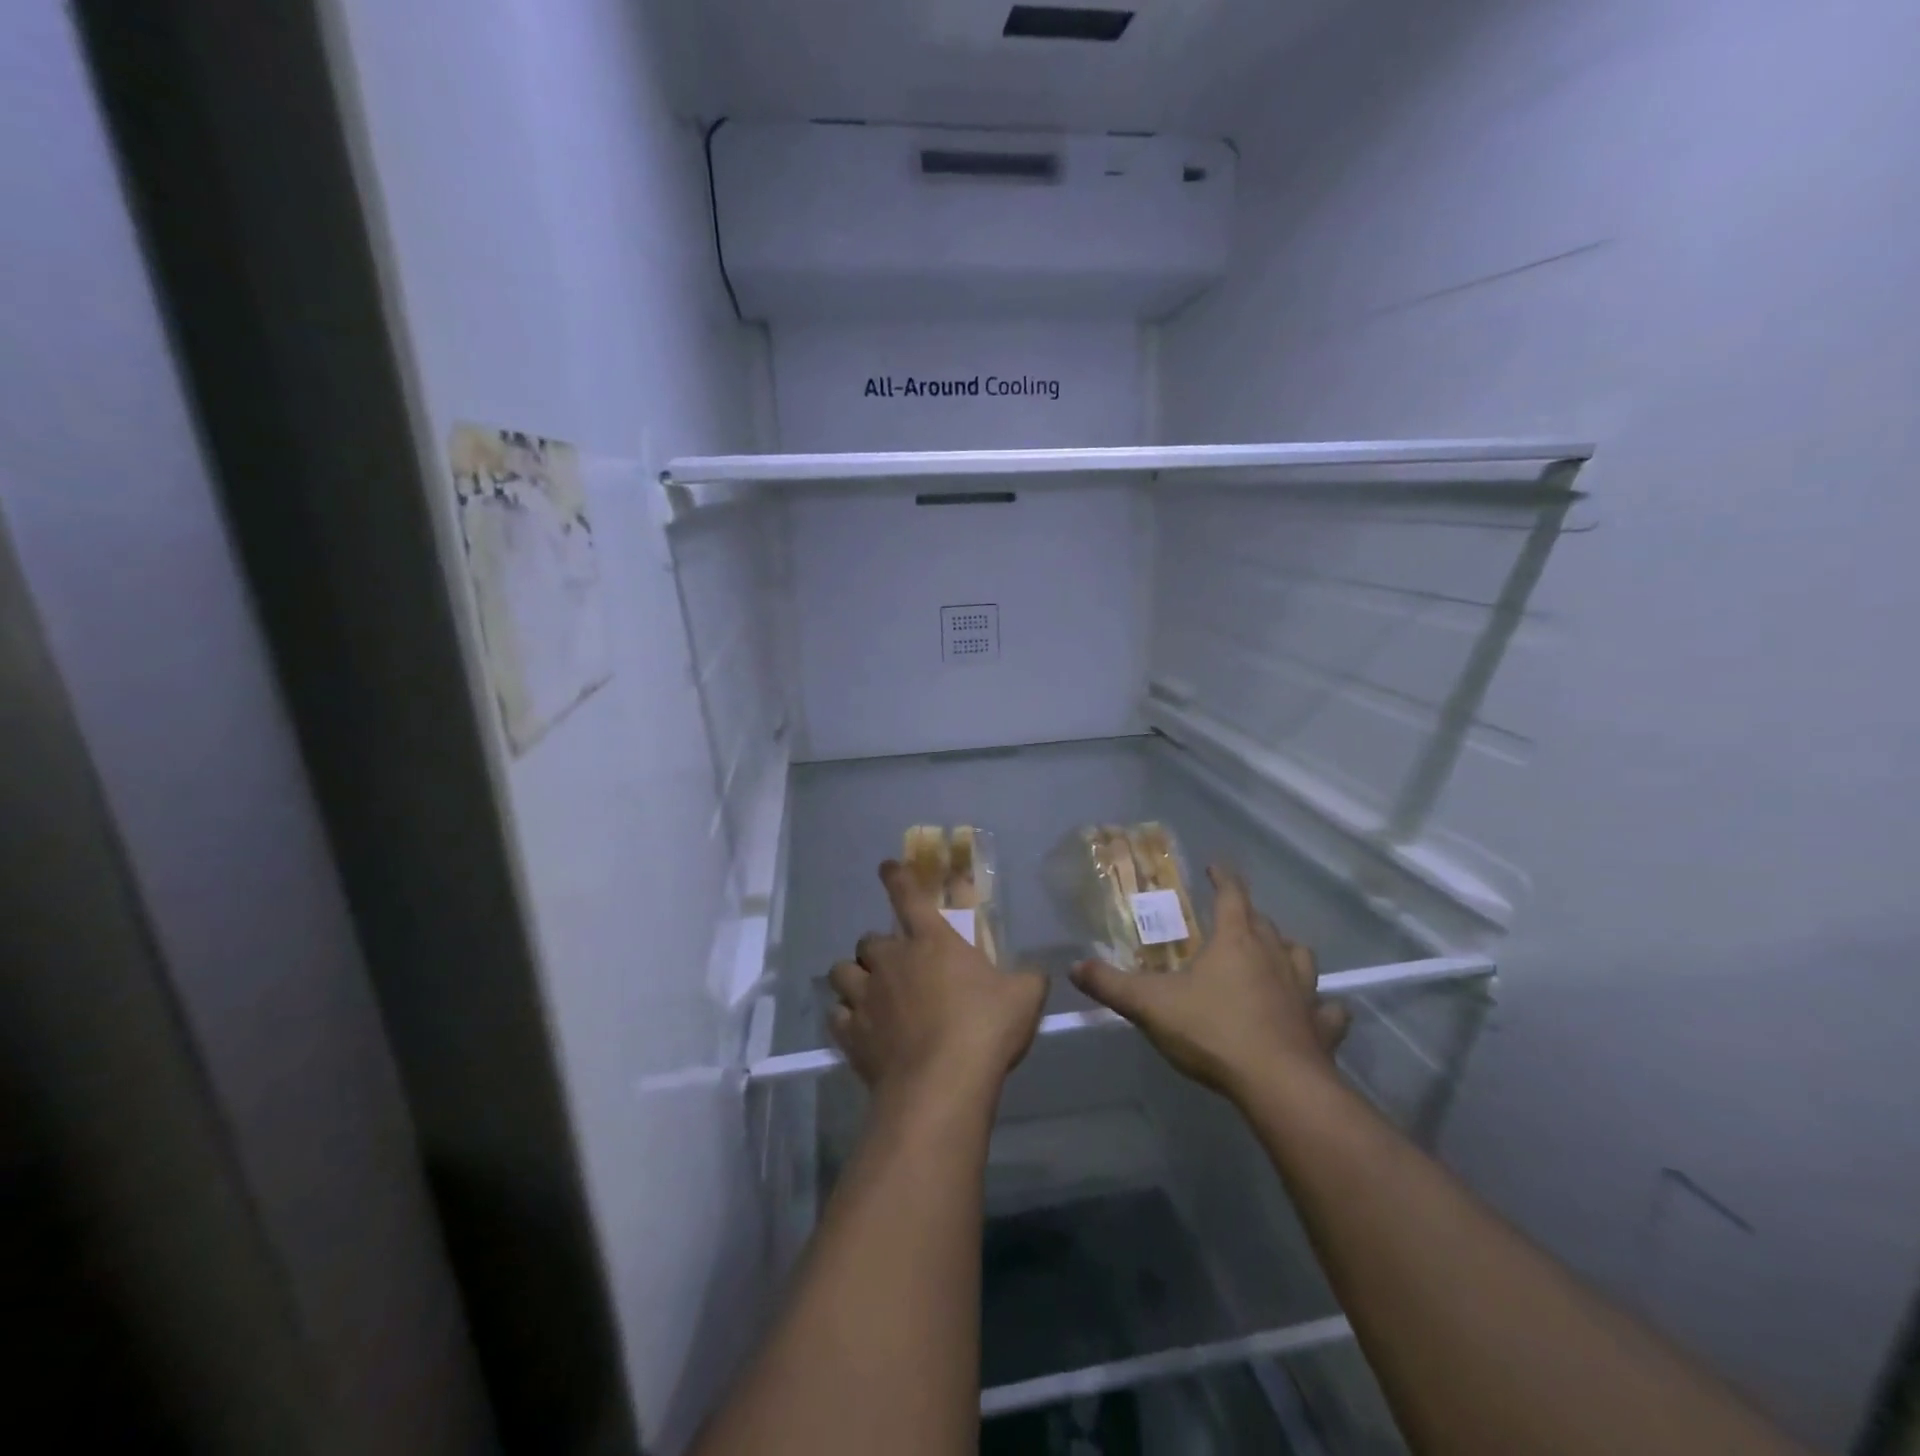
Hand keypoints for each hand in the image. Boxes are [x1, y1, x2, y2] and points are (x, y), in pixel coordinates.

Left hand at [827, 862, 1047, 1112]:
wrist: (941, 1083)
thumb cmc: (984, 1029)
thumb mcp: (1024, 997)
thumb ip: (1028, 979)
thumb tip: (1037, 973)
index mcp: (932, 941)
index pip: (908, 896)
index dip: (896, 878)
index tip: (886, 867)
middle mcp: (892, 960)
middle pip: (868, 939)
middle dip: (877, 947)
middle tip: (893, 964)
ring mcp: (866, 996)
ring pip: (841, 972)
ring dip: (852, 977)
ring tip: (865, 991)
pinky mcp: (851, 1033)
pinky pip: (836, 1016)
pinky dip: (844, 1018)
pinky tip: (857, 1028)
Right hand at [1070, 865, 1349, 1105]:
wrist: (1278, 1085)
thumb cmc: (1213, 1031)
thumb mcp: (1150, 1006)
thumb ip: (1111, 985)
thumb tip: (1074, 967)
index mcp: (1235, 941)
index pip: (1232, 895)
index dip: (1223, 877)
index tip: (1215, 865)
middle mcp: (1274, 957)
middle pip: (1265, 923)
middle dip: (1248, 915)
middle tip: (1232, 919)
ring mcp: (1304, 992)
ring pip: (1301, 957)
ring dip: (1287, 952)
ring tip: (1274, 958)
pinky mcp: (1321, 1028)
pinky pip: (1329, 1011)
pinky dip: (1323, 1009)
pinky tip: (1316, 1014)